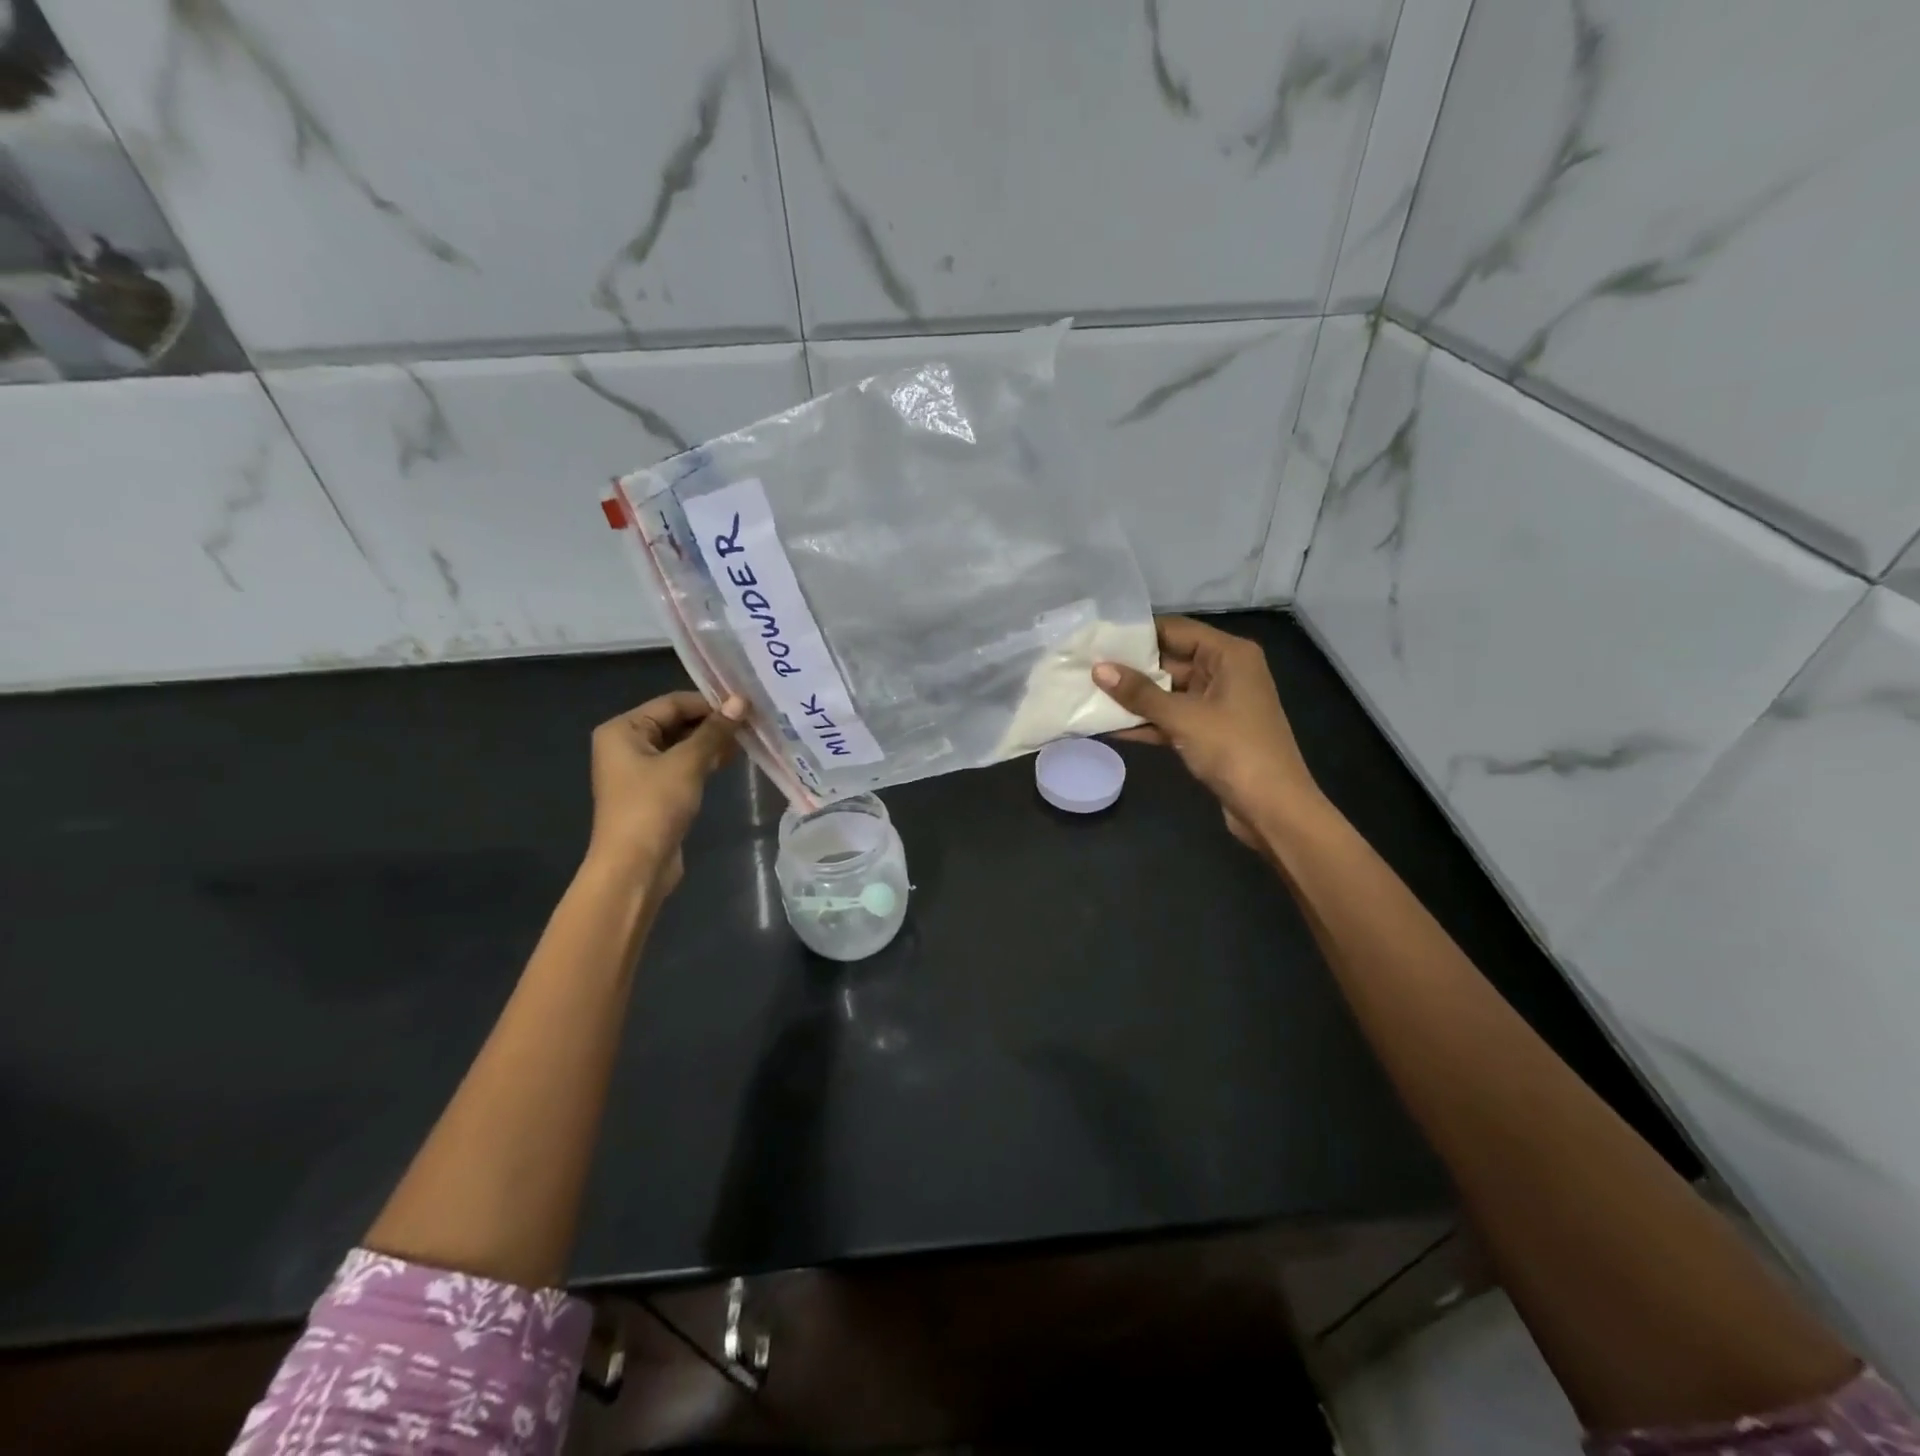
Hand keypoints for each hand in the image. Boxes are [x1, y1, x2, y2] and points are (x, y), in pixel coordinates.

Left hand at [587, 691, 745, 892]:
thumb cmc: (653, 807)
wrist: (635, 867)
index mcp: (623, 730)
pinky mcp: (654, 792)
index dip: (709, 702)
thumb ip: (714, 731)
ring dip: (712, 742)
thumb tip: (741, 701)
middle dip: (712, 723)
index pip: (672, 703)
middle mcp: (627, 744)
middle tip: (752, 721)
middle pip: (676, 722)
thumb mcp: (686, 764)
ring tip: (748, 738)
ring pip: (682, 745)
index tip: (746, 704)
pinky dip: (704, 761)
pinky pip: (682, 766)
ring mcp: (640, 770)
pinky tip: (730, 760)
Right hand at [1094, 616, 1323, 849]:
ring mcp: (1217, 704)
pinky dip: (1146, 723)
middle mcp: (1225, 672)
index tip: (1097, 638)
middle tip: (1084, 668)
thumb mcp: (1183, 717)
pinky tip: (1109, 727)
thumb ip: (1139, 693)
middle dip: (1130, 668)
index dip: (1137, 634)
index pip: (1175, 630)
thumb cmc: (1234, 750)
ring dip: (1134, 699)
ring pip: (1168, 692)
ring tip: (1088, 694)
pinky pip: (1172, 718)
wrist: (1273, 808)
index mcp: (1229, 655)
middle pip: (1170, 660)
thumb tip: (1098, 669)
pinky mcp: (1209, 732)